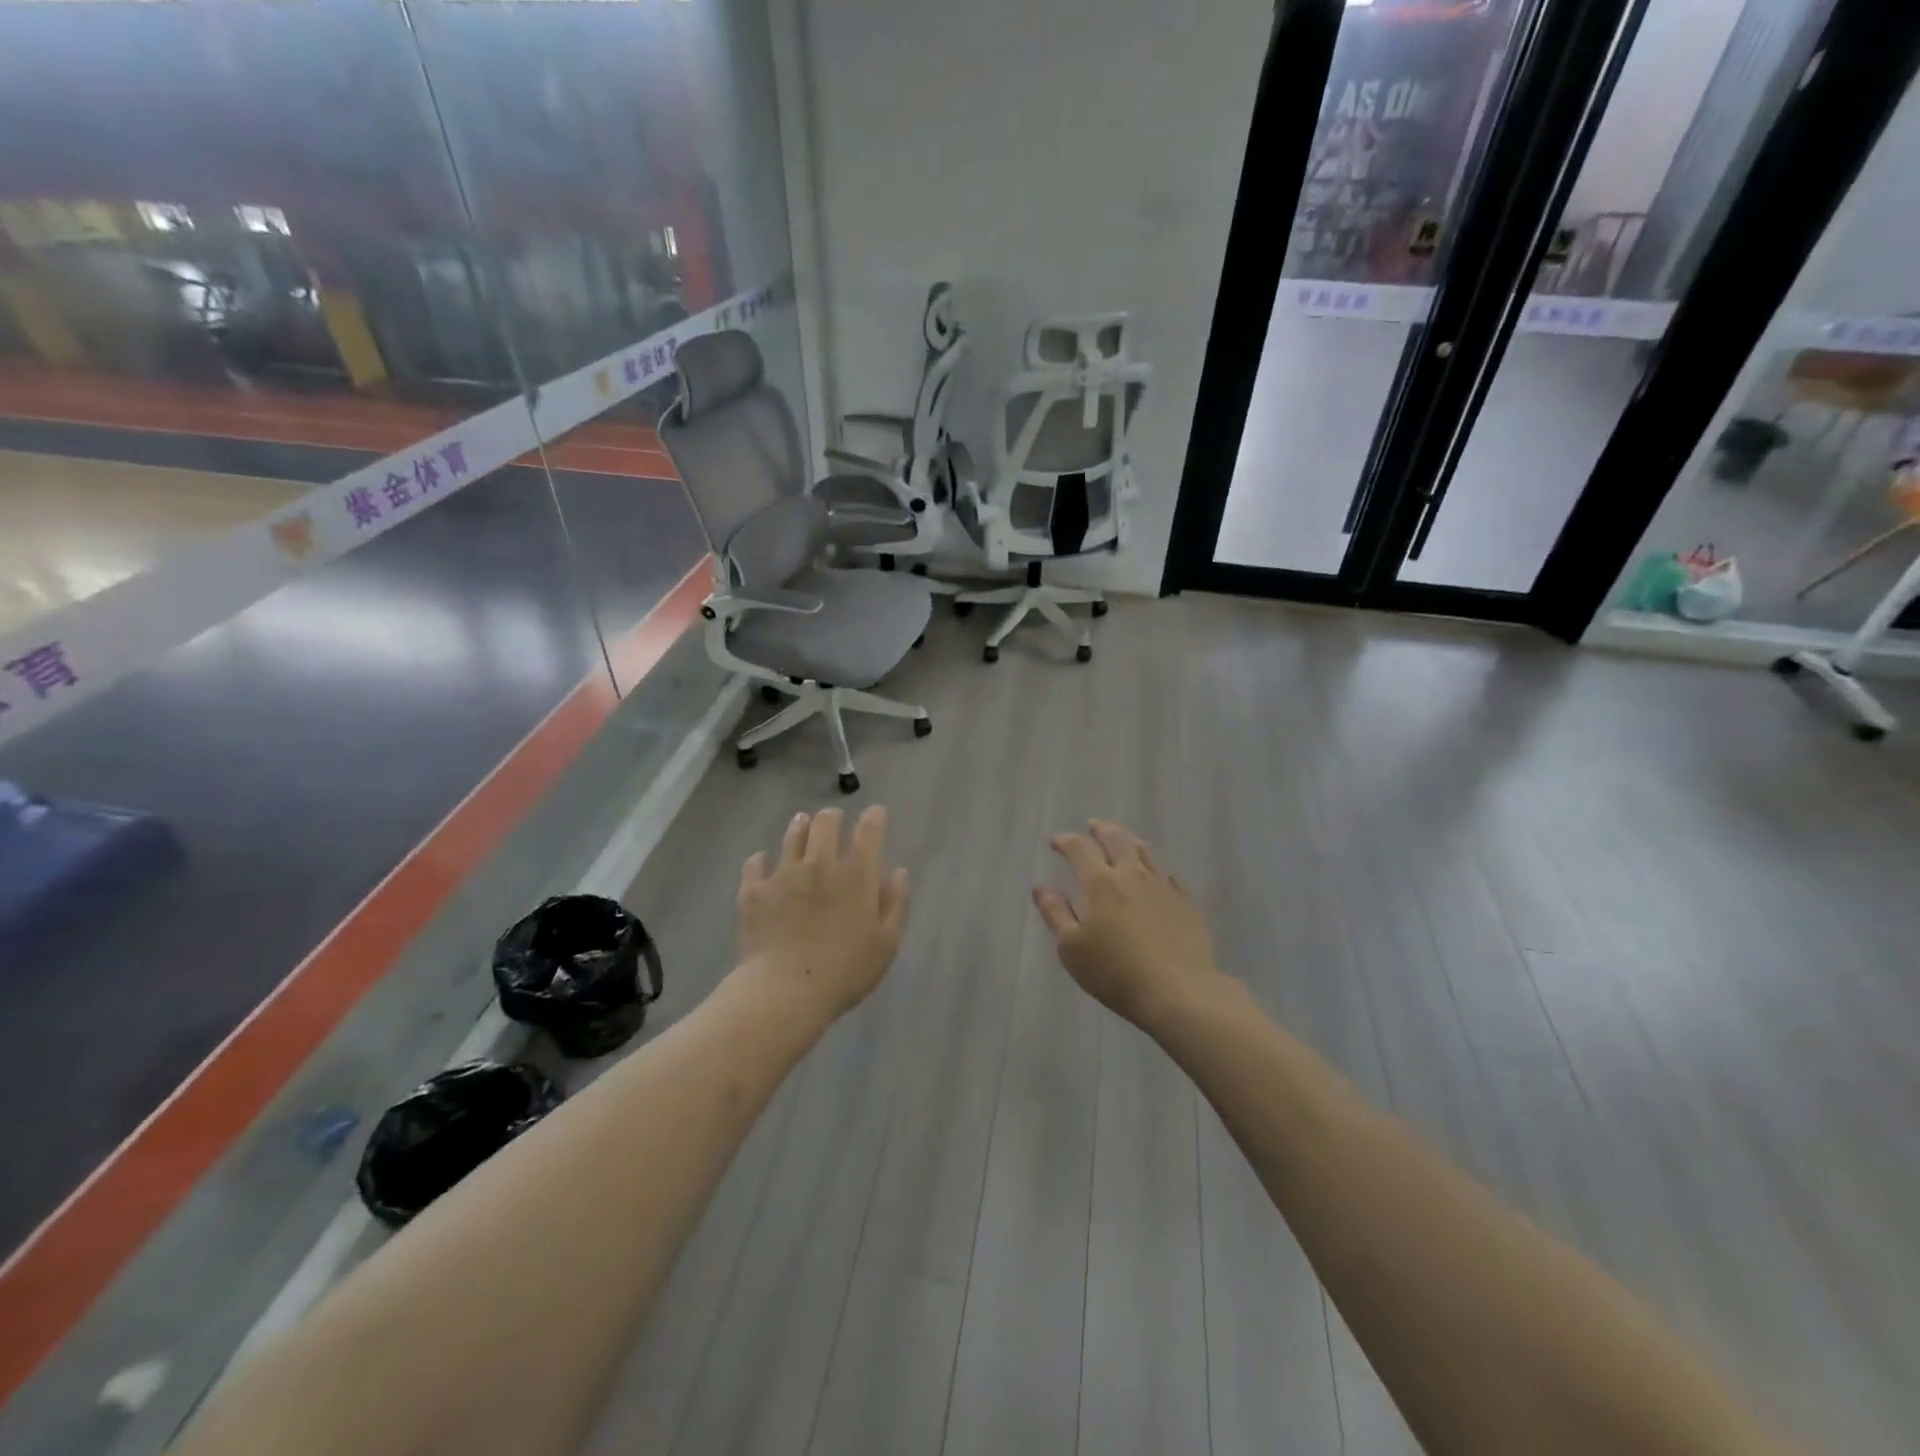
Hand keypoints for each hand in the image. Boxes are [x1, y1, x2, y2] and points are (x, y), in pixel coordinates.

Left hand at [736, 806, 910, 1020]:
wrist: (786, 991)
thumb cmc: (846, 971)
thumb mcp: (886, 943)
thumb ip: (895, 904)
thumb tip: (898, 872)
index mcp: (857, 875)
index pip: (868, 831)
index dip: (874, 817)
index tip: (876, 813)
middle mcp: (820, 864)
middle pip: (826, 823)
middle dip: (833, 816)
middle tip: (834, 819)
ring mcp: (784, 874)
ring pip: (792, 836)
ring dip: (800, 826)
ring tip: (802, 824)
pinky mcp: (754, 890)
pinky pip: (755, 864)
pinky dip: (761, 860)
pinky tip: (762, 862)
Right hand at [1034, 820, 1222, 1028]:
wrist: (1178, 991)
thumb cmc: (1114, 971)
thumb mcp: (1071, 948)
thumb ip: (1055, 913)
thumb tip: (1042, 888)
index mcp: (1099, 882)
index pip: (1080, 848)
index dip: (1066, 841)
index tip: (1056, 842)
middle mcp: (1131, 874)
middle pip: (1116, 839)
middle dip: (1101, 829)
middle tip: (1092, 826)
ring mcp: (1163, 886)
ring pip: (1145, 852)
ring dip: (1129, 841)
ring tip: (1121, 840)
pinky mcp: (1186, 902)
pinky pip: (1168, 875)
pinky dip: (1154, 868)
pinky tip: (1155, 875)